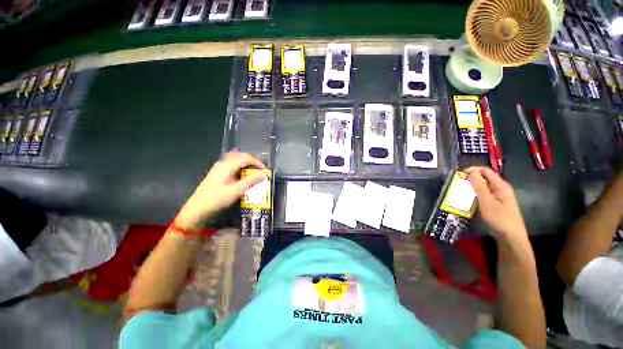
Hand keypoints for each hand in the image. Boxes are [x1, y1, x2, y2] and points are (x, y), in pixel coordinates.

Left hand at [176, 152, 266, 231]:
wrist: (197, 210)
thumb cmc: (216, 199)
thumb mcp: (236, 190)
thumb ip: (250, 181)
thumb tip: (263, 173)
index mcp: (226, 166)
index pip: (245, 158)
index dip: (257, 162)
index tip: (265, 170)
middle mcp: (222, 164)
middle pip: (240, 156)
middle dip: (252, 161)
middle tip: (260, 169)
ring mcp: (218, 169)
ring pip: (235, 161)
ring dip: (246, 165)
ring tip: (253, 172)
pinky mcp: (217, 175)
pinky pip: (231, 167)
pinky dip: (240, 169)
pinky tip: (242, 177)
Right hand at [466, 167, 527, 240]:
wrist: (510, 237)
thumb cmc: (499, 218)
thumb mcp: (487, 202)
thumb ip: (479, 186)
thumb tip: (471, 172)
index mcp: (501, 185)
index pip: (486, 171)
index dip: (473, 170)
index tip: (460, 175)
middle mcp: (501, 188)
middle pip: (485, 178)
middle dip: (471, 178)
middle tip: (458, 184)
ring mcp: (499, 196)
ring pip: (484, 187)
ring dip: (472, 187)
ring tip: (461, 191)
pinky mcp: (496, 203)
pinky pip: (484, 194)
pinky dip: (476, 194)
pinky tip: (469, 199)